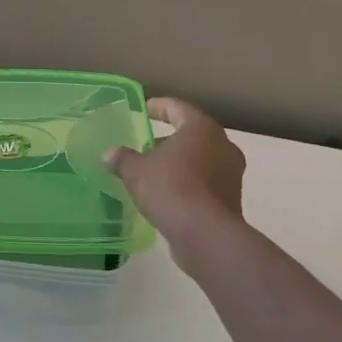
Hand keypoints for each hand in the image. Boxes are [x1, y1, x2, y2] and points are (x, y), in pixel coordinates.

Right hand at [106, 97, 246, 252]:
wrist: (206, 234)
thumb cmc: (170, 188)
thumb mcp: (136, 171)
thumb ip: (122, 158)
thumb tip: (110, 153)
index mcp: (201, 128)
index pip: (177, 108)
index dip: (158, 107)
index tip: (144, 108)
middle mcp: (222, 145)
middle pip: (192, 134)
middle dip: (168, 140)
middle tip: (145, 146)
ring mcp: (231, 173)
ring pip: (200, 159)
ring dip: (179, 163)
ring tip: (153, 173)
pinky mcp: (231, 198)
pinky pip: (205, 182)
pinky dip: (188, 183)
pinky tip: (168, 194)